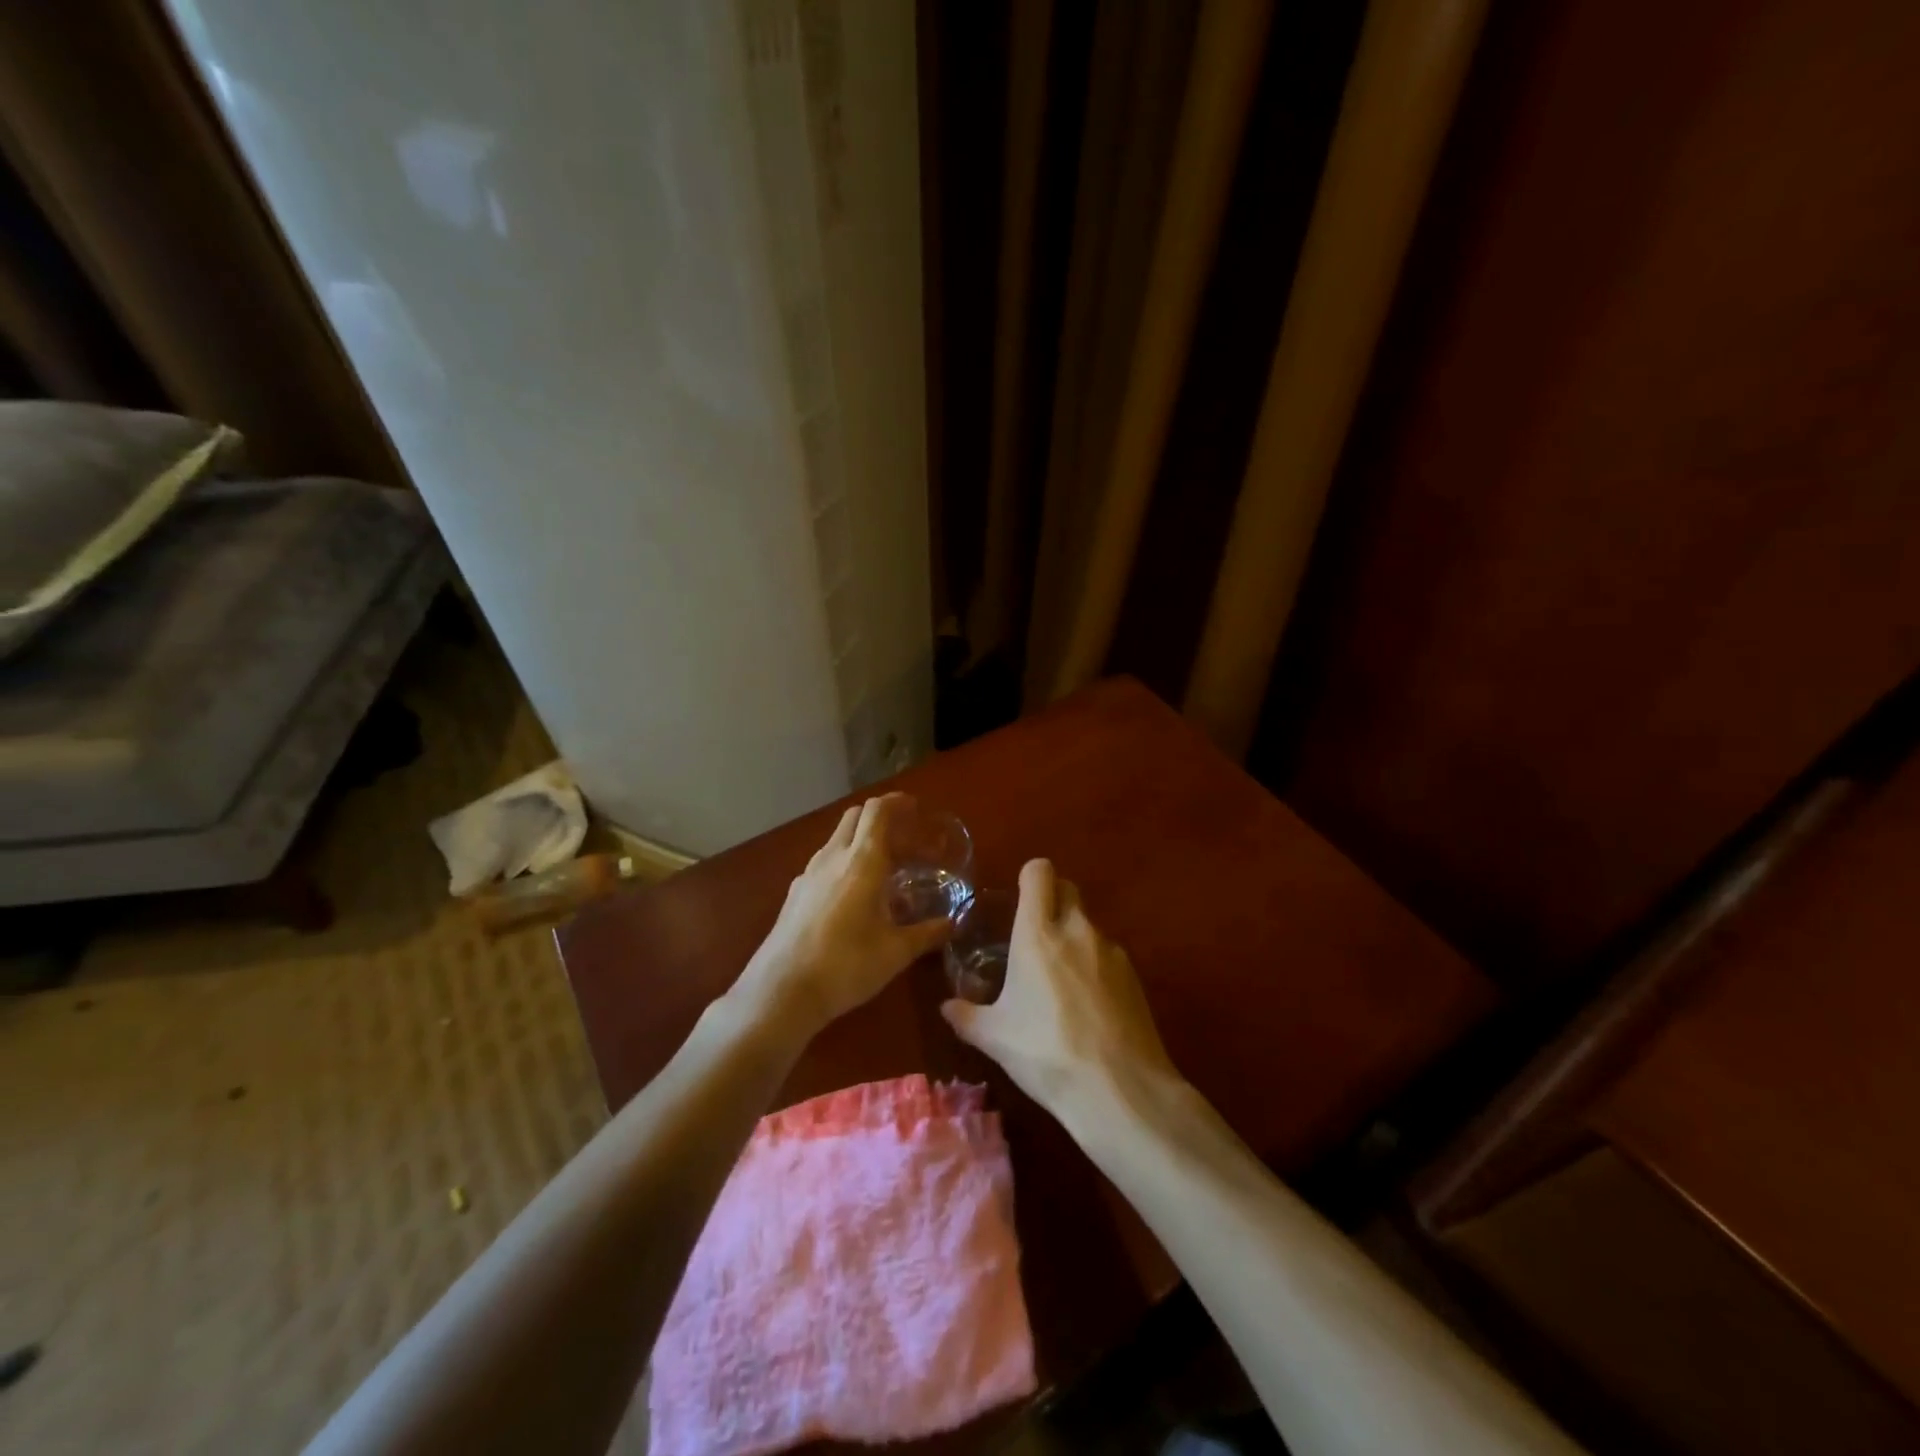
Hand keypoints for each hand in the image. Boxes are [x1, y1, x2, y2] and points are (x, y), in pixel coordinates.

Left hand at [735, 794, 951, 1036]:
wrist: (781, 991)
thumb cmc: (846, 965)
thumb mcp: (896, 952)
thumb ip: (927, 933)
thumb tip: (953, 923)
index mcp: (862, 862)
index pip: (877, 811)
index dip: (897, 802)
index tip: (915, 808)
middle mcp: (833, 858)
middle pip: (855, 817)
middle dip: (880, 817)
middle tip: (904, 837)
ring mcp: (809, 874)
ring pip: (837, 839)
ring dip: (861, 840)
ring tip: (884, 867)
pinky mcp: (795, 893)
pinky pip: (824, 862)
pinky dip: (844, 862)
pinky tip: (854, 894)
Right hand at [941, 858, 1181, 1122]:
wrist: (1120, 1089)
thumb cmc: (1046, 1053)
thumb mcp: (995, 1038)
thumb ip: (967, 1016)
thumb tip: (947, 1007)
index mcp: (1038, 933)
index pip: (1039, 872)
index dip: (1029, 877)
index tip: (1018, 900)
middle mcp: (1077, 930)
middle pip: (1068, 889)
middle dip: (1052, 900)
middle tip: (1034, 935)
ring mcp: (1111, 951)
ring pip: (1088, 924)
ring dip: (1073, 937)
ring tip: (1060, 982)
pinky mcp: (1135, 976)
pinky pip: (1108, 955)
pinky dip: (1095, 966)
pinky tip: (1088, 1007)